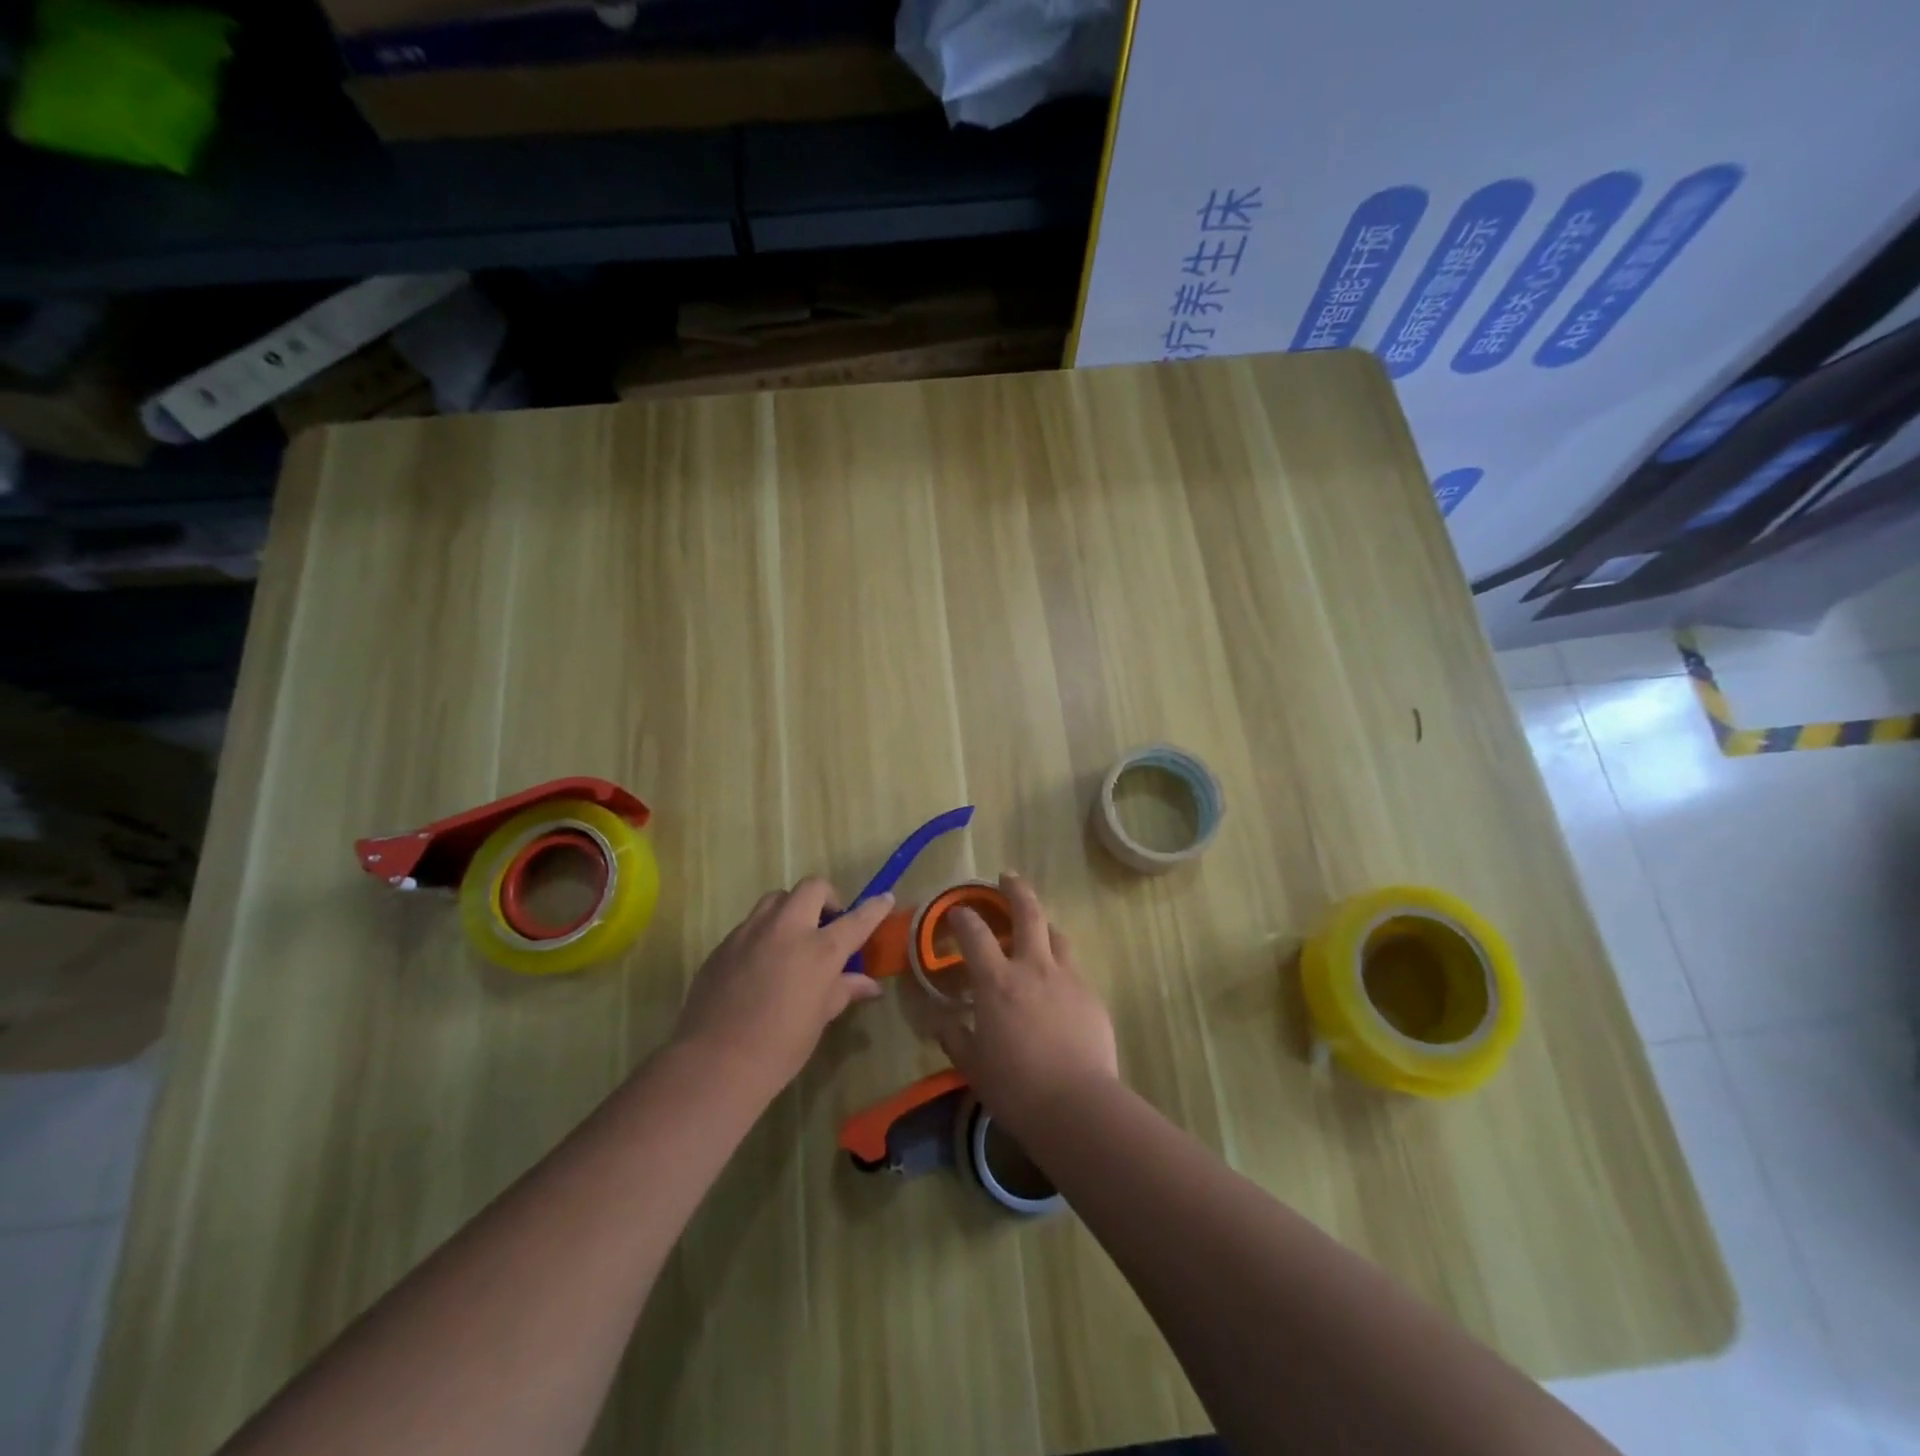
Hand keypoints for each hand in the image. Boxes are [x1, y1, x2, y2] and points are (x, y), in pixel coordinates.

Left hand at [673, 878, 892, 1100]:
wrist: (715, 1062)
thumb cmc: (780, 1046)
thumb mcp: (819, 1018)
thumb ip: (843, 990)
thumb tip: (868, 985)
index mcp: (820, 949)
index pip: (857, 919)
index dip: (874, 907)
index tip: (885, 899)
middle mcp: (787, 929)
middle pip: (812, 888)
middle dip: (827, 898)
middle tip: (828, 924)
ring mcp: (751, 932)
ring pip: (777, 898)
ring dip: (792, 908)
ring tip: (793, 937)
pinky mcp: (724, 943)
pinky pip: (751, 924)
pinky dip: (765, 932)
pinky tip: (762, 963)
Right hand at [932, 873, 1118, 1134]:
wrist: (1077, 1106)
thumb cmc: (1015, 1086)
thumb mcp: (972, 1065)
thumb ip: (953, 1036)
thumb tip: (940, 1021)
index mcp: (997, 981)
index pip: (975, 933)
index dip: (963, 917)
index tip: (956, 912)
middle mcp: (1033, 967)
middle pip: (1028, 912)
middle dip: (1015, 889)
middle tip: (1007, 878)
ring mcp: (1067, 978)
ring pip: (1057, 935)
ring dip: (1043, 925)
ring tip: (1037, 930)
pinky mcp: (1091, 995)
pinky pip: (1073, 969)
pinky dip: (1060, 966)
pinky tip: (1057, 987)